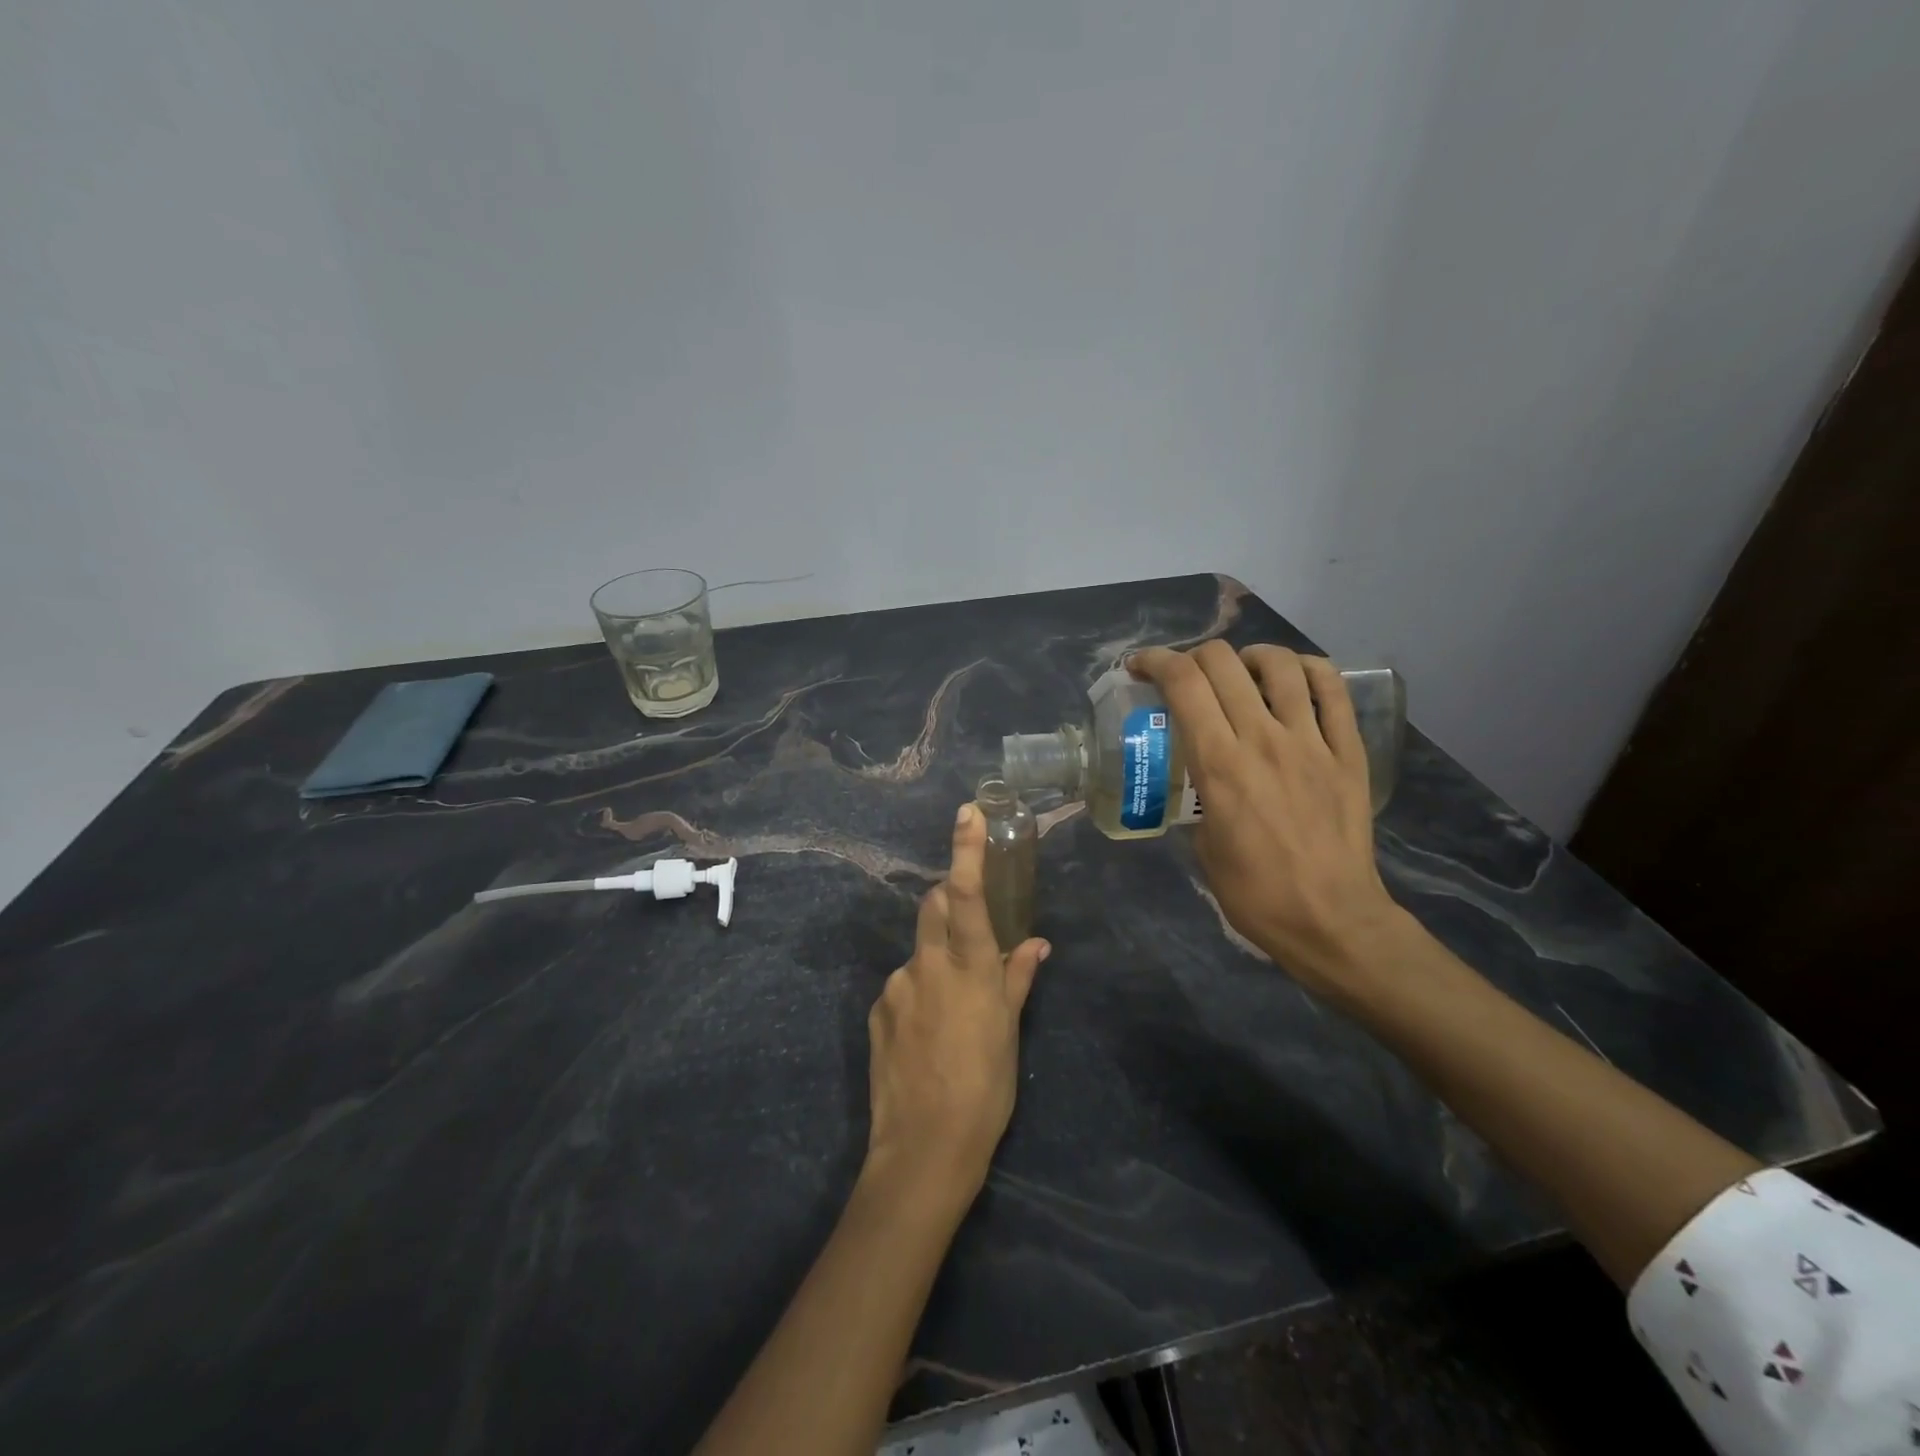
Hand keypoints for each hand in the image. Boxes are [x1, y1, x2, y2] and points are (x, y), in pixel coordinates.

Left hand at [865, 804, 1050, 1205]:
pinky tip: (929, 1032)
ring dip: (937, 958)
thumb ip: (1018, 978)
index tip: (967, 811)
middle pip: (934, 906)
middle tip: (971, 925)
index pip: (968, 893)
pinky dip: (919, 990)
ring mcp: (896, 986)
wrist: (922, 1148)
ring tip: (954, 1008)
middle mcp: (927, 964)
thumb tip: (1035, 943)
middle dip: (951, 900)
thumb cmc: (984, 1089)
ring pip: (919, 949)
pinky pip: (902, 984)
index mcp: (968, 967)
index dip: (966, 849)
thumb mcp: (1009, 1032)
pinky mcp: (877, 1010)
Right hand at [1129, 642, 1401, 991]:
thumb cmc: (1254, 893)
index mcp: (1219, 765)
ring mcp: (1310, 742)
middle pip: (1222, 662)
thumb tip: (1201, 774)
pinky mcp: (1347, 752)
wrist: (1331, 920)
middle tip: (1184, 678)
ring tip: (1239, 674)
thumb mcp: (1201, 844)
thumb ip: (1198, 794)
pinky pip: (1332, 690)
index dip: (1155, 662)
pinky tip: (1291, 679)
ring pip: (1279, 665)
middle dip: (1192, 657)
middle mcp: (1262, 739)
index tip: (1140, 668)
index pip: (1183, 683)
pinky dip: (1307, 670)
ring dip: (1248, 657)